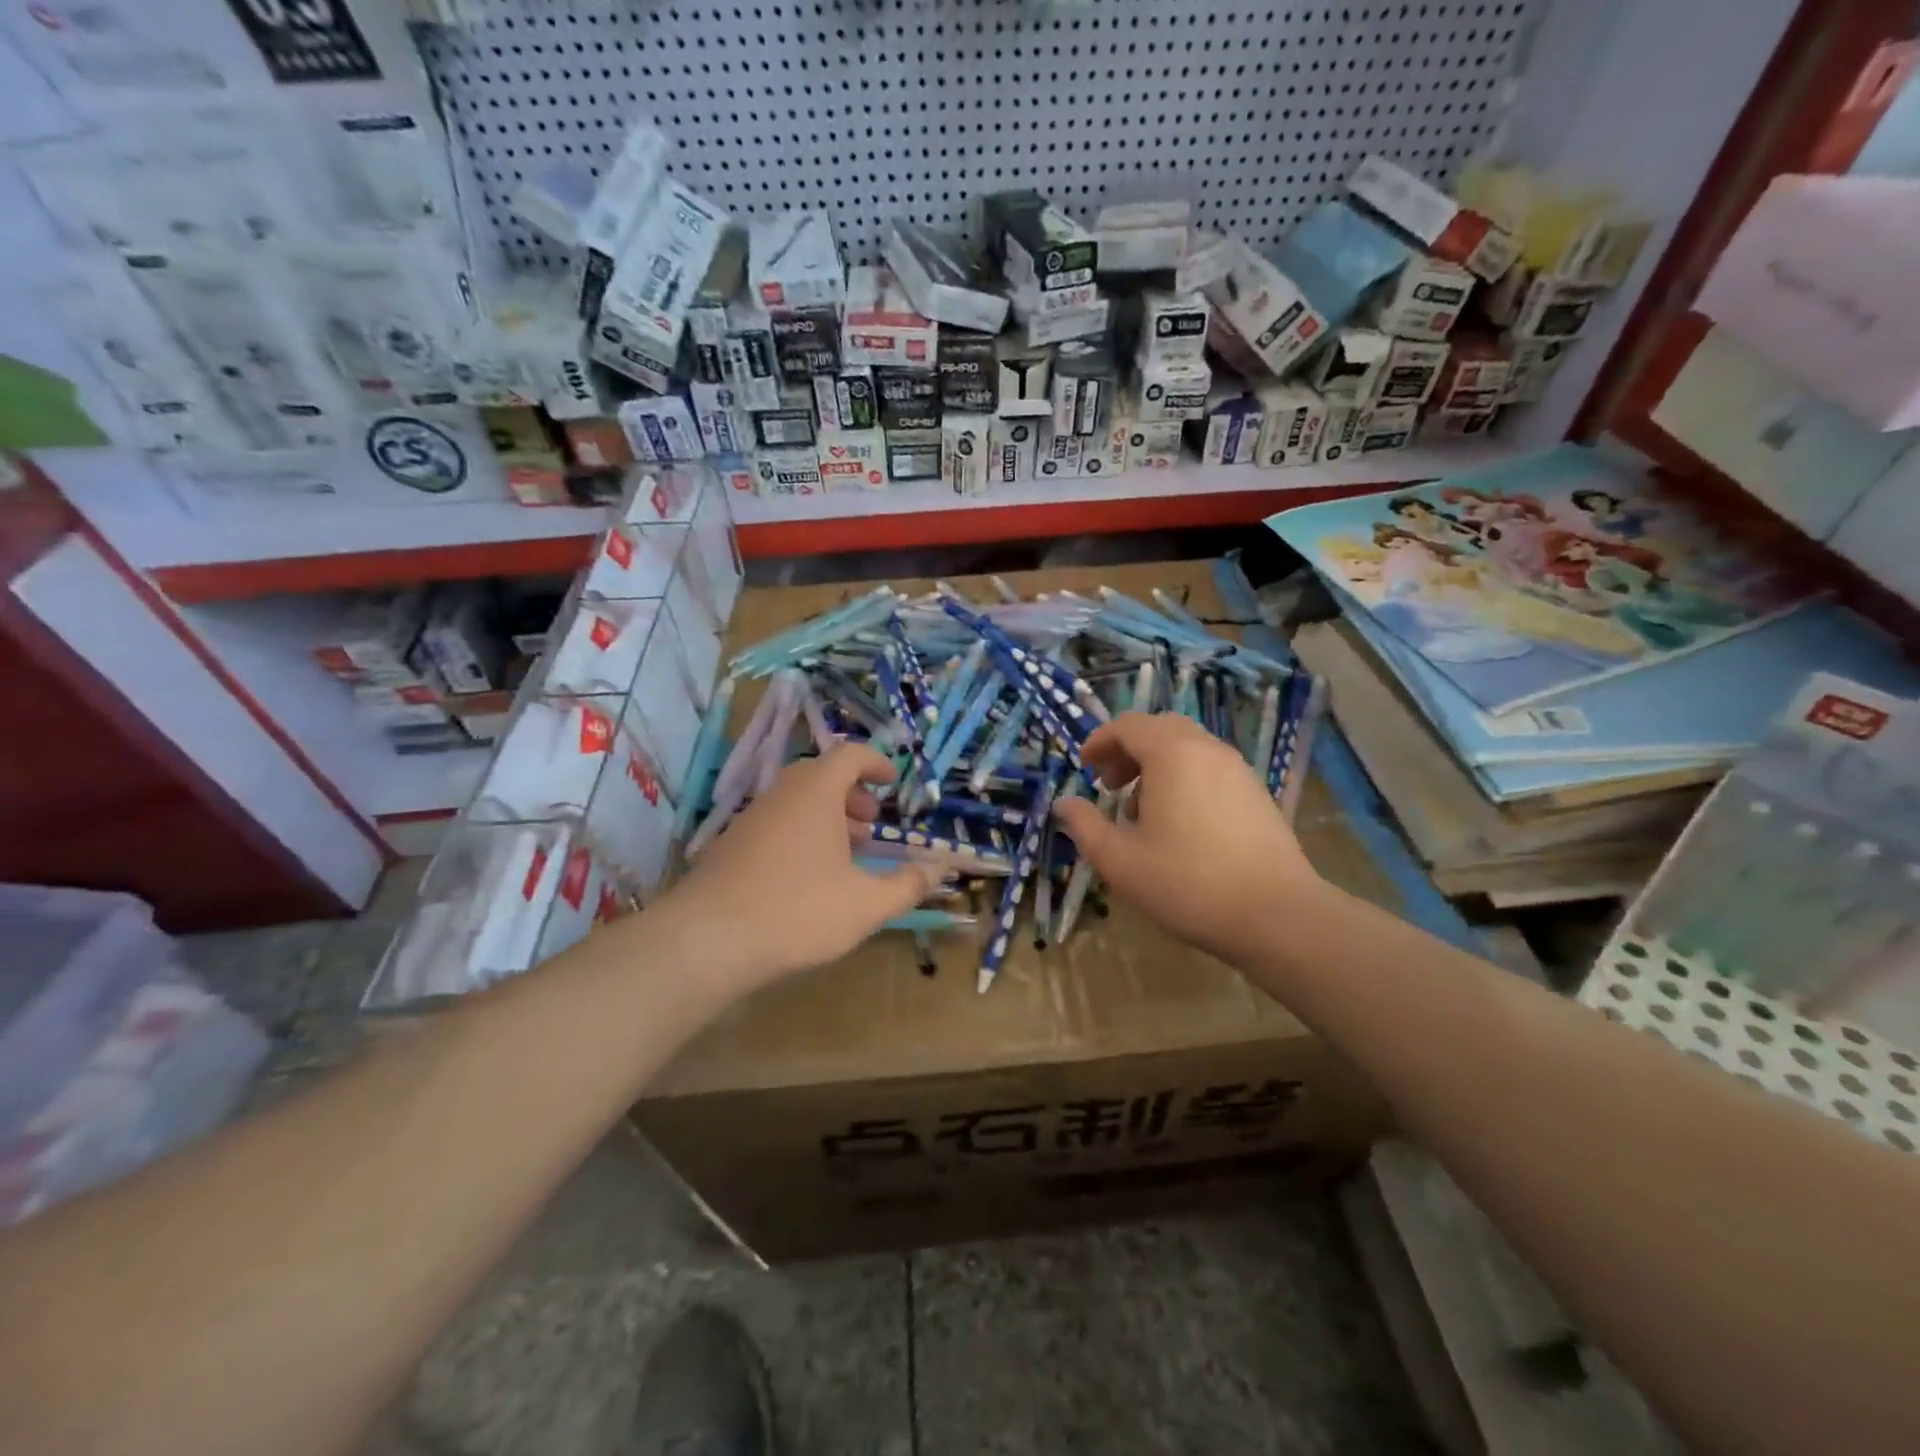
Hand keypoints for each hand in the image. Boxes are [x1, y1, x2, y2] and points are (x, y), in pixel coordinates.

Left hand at [660, 743, 943, 988]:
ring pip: (797, 802)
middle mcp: (781, 794)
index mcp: (816, 792)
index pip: (850, 755)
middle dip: (852, 794)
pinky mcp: (731, 846)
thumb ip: (908, 884)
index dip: (876, 762)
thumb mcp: (866, 903)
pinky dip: (802, 835)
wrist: (707, 940)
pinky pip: (777, 824)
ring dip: (828, 817)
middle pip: (821, 776)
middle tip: (872, 822)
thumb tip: (941, 868)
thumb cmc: (798, 911)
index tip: (893, 780)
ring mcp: (752, 819)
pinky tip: (810, 878)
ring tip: (848, 853)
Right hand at [1053, 711, 1322, 964]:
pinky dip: (1184, 780)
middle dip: (1128, 751)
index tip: (1084, 766)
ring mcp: (1238, 770)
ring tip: (1141, 812)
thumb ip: (1085, 826)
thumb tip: (1064, 804)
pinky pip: (1210, 769)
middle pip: (1160, 730)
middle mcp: (1207, 750)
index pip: (1129, 725)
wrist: (1277, 914)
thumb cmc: (1187, 883)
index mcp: (1172, 754)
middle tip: (1109, 786)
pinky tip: (1180, 826)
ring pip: (1188, 749)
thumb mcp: (1120, 860)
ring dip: (1156, 767)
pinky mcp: (1257, 794)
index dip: (1100, 741)